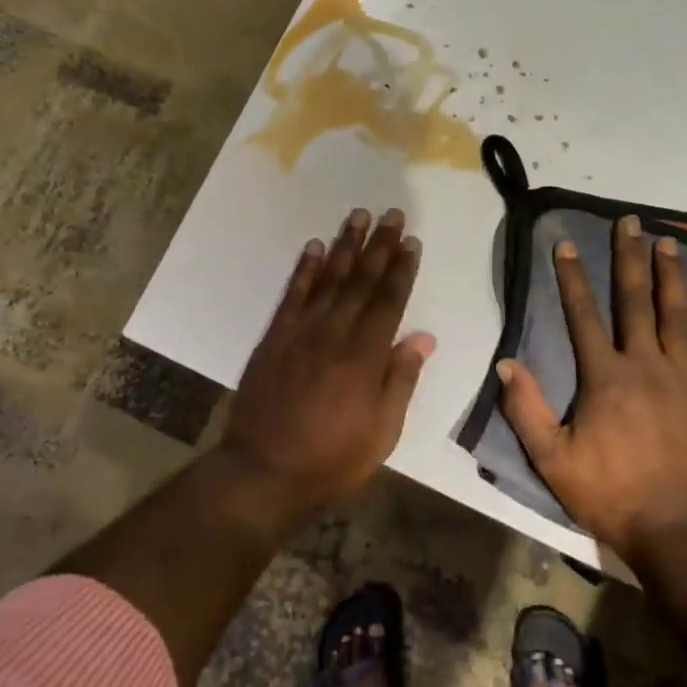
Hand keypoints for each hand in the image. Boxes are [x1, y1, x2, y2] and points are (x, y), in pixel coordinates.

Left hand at [221, 207, 435, 515]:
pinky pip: (292, 295)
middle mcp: (334, 334)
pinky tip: (313, 247)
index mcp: (365, 357)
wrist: (264, 472)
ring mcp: (300, 333)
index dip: (401, 270)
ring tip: (358, 216)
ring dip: (345, 246)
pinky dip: (304, 269)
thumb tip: (422, 338)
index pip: (388, 302)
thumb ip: (401, 380)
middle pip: (361, 281)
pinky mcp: (274, 338)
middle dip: (379, 246)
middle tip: (392, 214)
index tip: (411, 242)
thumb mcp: (382, 431)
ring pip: (328, 279)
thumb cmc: (332, 459)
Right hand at [496, 214, 686, 567]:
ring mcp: (685, 377)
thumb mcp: (553, 460)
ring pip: (677, 315)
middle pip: (634, 301)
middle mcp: (645, 364)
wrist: (682, 531)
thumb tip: (505, 364)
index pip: (583, 315)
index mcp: (604, 376)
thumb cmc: (613, 495)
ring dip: (672, 275)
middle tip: (629, 221)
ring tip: (669, 241)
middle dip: (629, 258)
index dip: (573, 277)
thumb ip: (527, 410)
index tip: (568, 242)